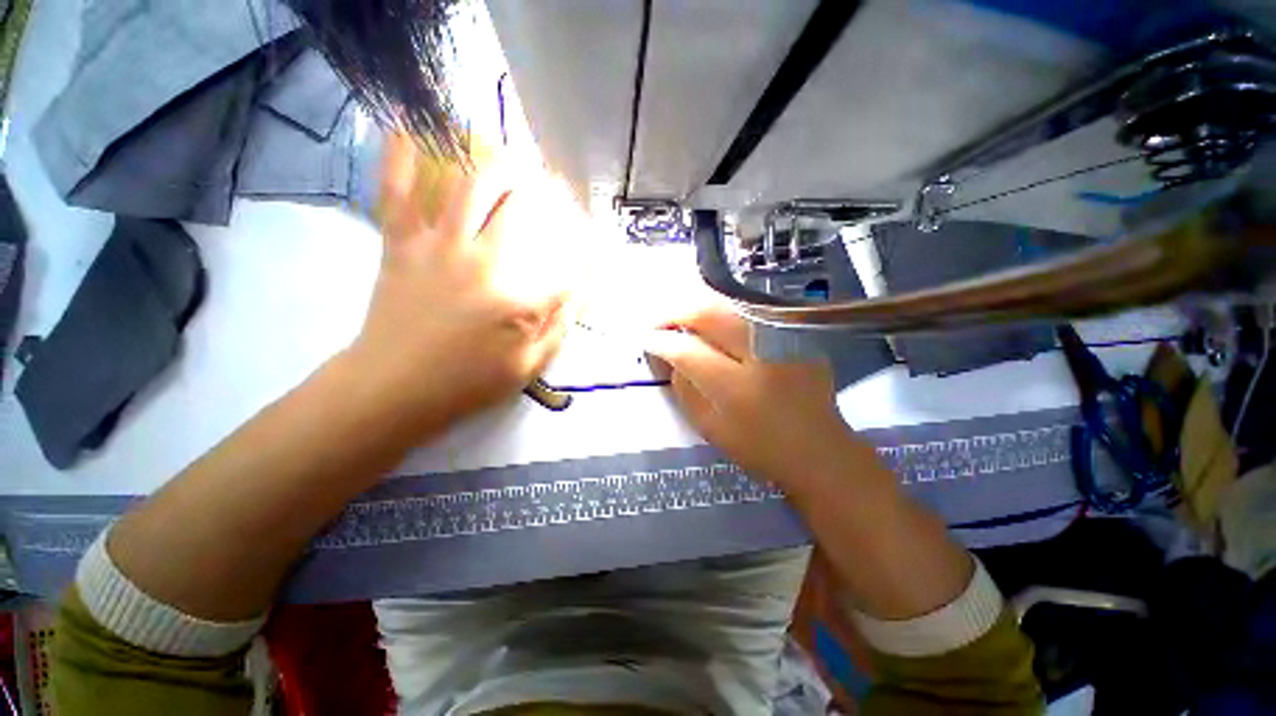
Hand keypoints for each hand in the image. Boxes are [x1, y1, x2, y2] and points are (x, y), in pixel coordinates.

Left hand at [348, 135, 571, 431]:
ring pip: (469, 187)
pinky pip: (398, 192)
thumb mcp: (529, 367)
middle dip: (545, 192)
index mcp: (519, 299)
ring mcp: (439, 248)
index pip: (566, 264)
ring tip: (510, 157)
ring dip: (495, 165)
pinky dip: (401, 158)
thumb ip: (558, 328)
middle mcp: (485, 262)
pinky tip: (411, 128)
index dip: (584, 253)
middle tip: (554, 185)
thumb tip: (577, 295)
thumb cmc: (468, 383)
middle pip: (522, 209)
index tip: (594, 247)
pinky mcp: (402, 245)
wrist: (394, 388)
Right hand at [646, 305, 866, 491]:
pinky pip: (749, 311)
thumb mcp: (710, 428)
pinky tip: (712, 323)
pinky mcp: (796, 335)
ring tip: (681, 320)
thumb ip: (684, 390)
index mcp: (737, 389)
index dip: (662, 342)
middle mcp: (761, 355)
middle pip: (709, 314)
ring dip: (698, 308)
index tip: (647, 340)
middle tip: (661, 323)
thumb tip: (670, 356)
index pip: (688, 351)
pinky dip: (723, 312)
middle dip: (676, 314)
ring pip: (728, 305)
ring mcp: (783, 339)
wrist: (818, 449)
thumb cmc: (759, 448)